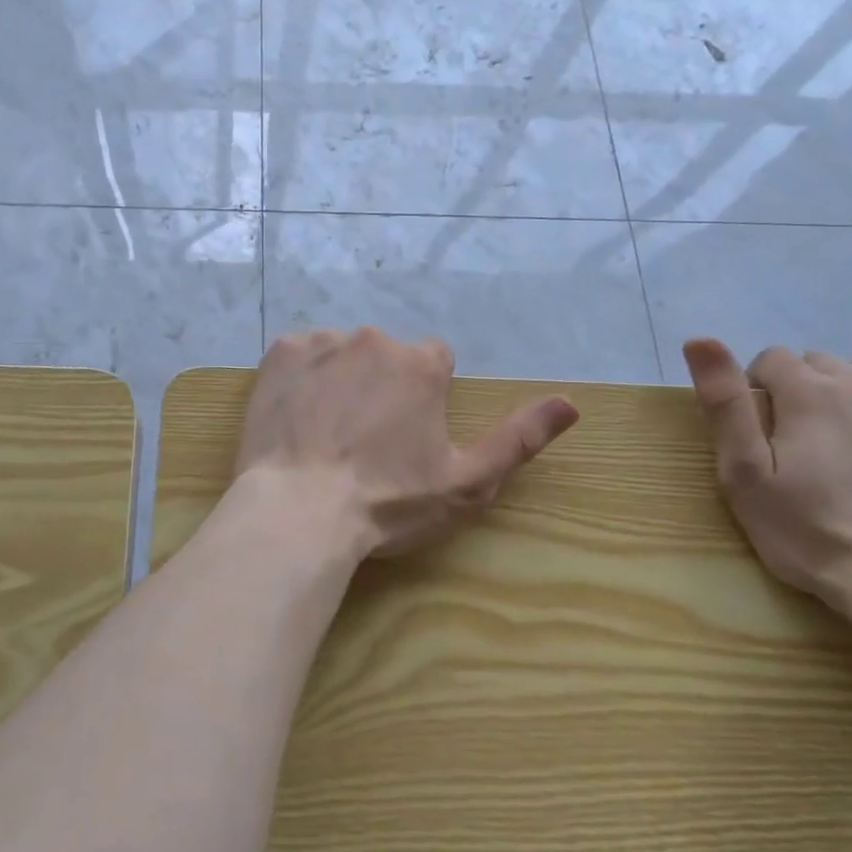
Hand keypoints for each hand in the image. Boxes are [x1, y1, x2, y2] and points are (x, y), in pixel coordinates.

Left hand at [235, 328, 579, 560]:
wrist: (299, 510)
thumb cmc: (387, 502)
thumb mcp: (467, 483)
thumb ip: (519, 438)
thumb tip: (571, 402)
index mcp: (421, 365)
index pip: (434, 362)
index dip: (423, 398)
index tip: (406, 435)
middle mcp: (373, 340)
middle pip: (385, 357)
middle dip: (380, 387)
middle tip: (363, 440)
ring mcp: (322, 343)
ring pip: (340, 355)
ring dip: (340, 381)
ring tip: (326, 434)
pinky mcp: (280, 355)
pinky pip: (299, 357)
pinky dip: (301, 380)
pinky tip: (295, 419)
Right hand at [681, 338, 851, 618]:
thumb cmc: (809, 529)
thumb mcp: (744, 472)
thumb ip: (724, 403)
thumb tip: (700, 340)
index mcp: (807, 392)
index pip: (771, 359)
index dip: (755, 389)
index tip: (756, 433)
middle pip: (818, 362)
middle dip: (799, 389)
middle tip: (794, 442)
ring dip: (849, 389)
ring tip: (842, 435)